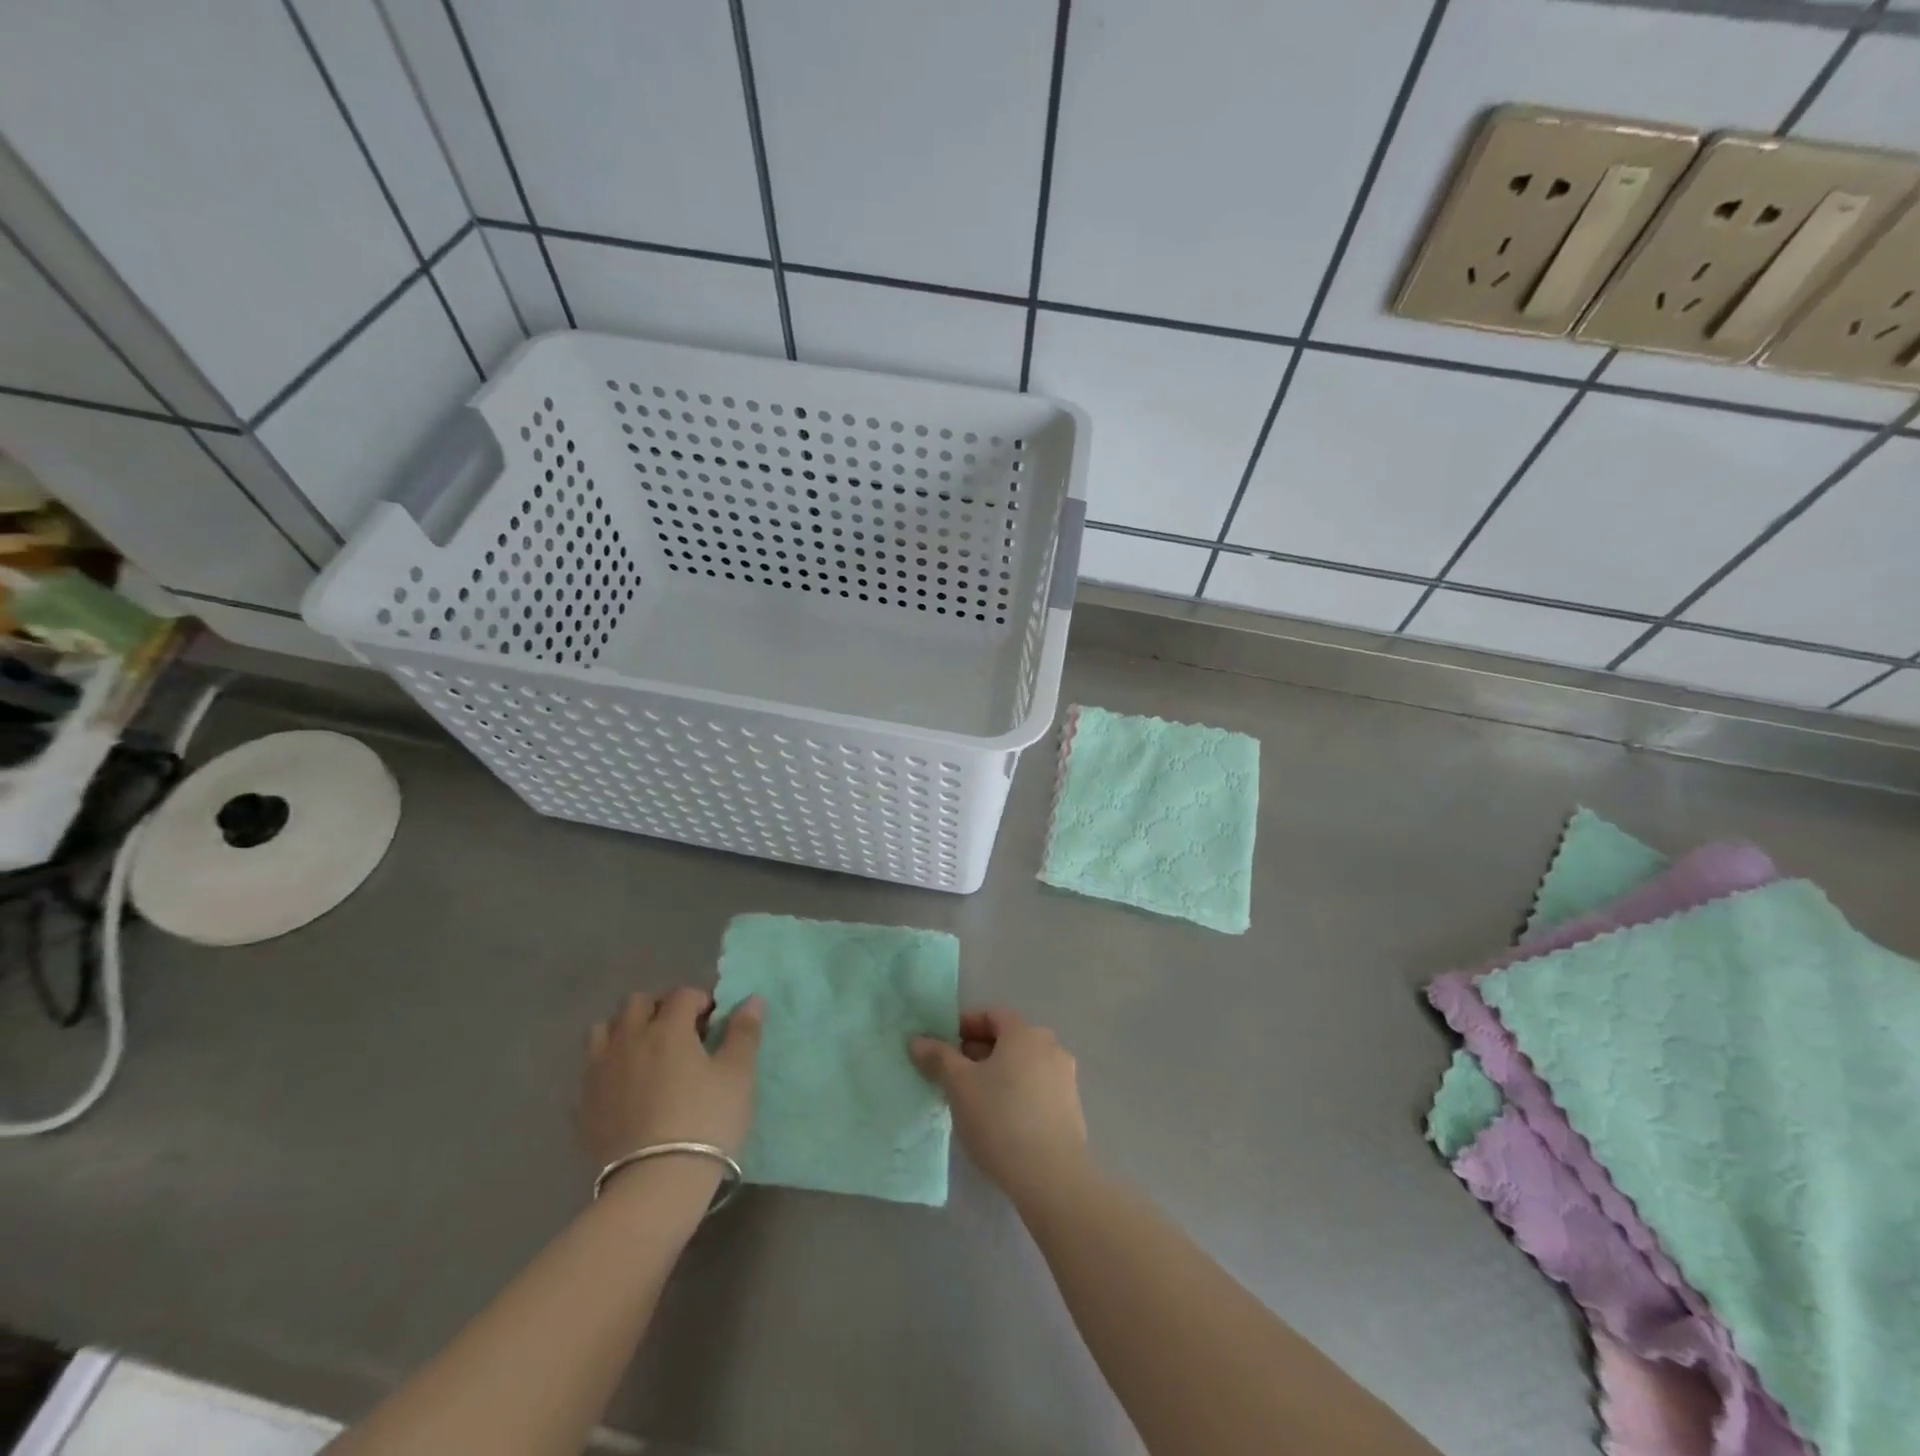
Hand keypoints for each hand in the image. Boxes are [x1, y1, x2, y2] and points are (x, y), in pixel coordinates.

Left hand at [580, 988, 763, 1167]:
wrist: (655, 1183)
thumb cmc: (706, 1121)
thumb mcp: (737, 1075)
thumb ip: (744, 1033)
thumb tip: (752, 1000)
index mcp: (667, 1028)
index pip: (683, 994)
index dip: (701, 1001)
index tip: (714, 1023)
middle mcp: (628, 1039)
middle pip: (637, 1003)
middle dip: (659, 1007)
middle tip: (680, 1031)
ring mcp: (600, 1071)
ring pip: (604, 1030)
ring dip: (625, 1030)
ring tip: (646, 1052)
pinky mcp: (583, 1104)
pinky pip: (590, 1069)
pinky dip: (607, 1066)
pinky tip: (623, 1086)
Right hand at [910, 1007, 1087, 1199]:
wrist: (1051, 1177)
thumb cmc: (1000, 1119)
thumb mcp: (959, 1086)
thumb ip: (938, 1058)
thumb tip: (918, 1040)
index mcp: (1025, 1033)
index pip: (992, 1015)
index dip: (965, 1025)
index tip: (944, 1047)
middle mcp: (1050, 1047)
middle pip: (1008, 1038)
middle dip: (978, 1051)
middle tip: (953, 1075)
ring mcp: (1065, 1077)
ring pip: (1023, 1064)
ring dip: (997, 1073)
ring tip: (973, 1099)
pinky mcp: (1071, 1107)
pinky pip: (1036, 1087)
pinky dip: (1016, 1091)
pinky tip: (1000, 1119)